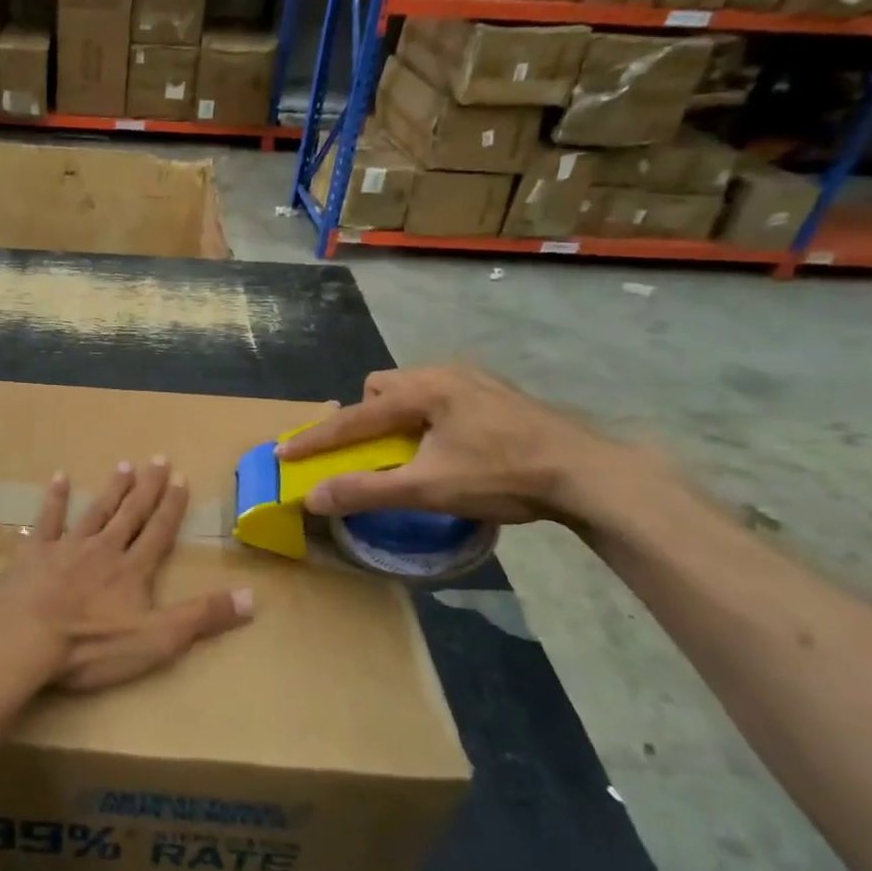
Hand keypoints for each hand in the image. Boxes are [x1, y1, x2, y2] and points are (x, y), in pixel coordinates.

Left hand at [0, 458, 253, 701]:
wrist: (23, 636)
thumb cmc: (91, 645)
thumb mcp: (157, 639)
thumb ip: (202, 617)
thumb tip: (253, 597)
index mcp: (132, 570)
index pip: (158, 532)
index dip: (171, 507)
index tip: (180, 478)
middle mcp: (103, 550)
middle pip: (130, 514)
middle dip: (147, 488)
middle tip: (158, 458)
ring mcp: (66, 548)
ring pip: (95, 512)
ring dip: (111, 490)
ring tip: (124, 465)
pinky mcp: (33, 555)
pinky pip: (47, 520)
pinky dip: (55, 499)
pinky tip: (59, 478)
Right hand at [276, 364, 644, 525]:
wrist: (588, 473)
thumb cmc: (502, 476)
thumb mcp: (428, 488)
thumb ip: (367, 491)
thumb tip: (313, 497)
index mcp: (422, 391)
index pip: (354, 416)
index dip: (316, 437)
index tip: (283, 450)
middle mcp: (443, 373)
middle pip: (381, 387)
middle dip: (365, 416)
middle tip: (369, 450)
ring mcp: (474, 378)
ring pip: (413, 388)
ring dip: (397, 415)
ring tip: (409, 448)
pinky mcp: (496, 391)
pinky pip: (441, 394)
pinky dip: (427, 415)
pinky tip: (449, 443)